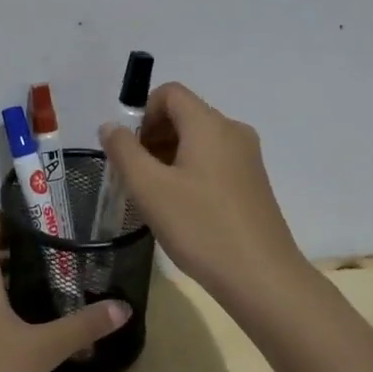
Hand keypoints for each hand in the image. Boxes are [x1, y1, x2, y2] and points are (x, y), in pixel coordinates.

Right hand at [99, 82, 307, 309]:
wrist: (261, 278)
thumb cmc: (201, 227)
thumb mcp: (149, 188)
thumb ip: (124, 151)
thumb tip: (111, 126)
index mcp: (209, 124)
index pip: (170, 93)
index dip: (142, 113)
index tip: (129, 150)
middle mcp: (232, 131)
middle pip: (184, 115)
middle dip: (152, 136)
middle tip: (134, 175)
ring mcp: (247, 158)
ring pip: (198, 140)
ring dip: (168, 156)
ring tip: (154, 195)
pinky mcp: (253, 183)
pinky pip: (213, 161)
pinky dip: (189, 171)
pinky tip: (180, 208)